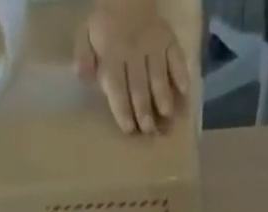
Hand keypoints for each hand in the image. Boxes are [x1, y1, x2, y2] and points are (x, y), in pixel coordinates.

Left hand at [77, 0, 189, 134]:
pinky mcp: (169, 40)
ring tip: (166, 117)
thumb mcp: (87, 34)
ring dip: (163, 97)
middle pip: (140, 85)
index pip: (117, 85)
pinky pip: (177, 57)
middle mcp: (135, 51)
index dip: (123, 109)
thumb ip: (84, 56)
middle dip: (144, 110)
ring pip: (159, 74)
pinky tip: (184, 92)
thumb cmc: (106, 24)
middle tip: (148, 131)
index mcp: (113, 53)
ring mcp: (154, 45)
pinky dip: (181, 73)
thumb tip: (83, 76)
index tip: (128, 129)